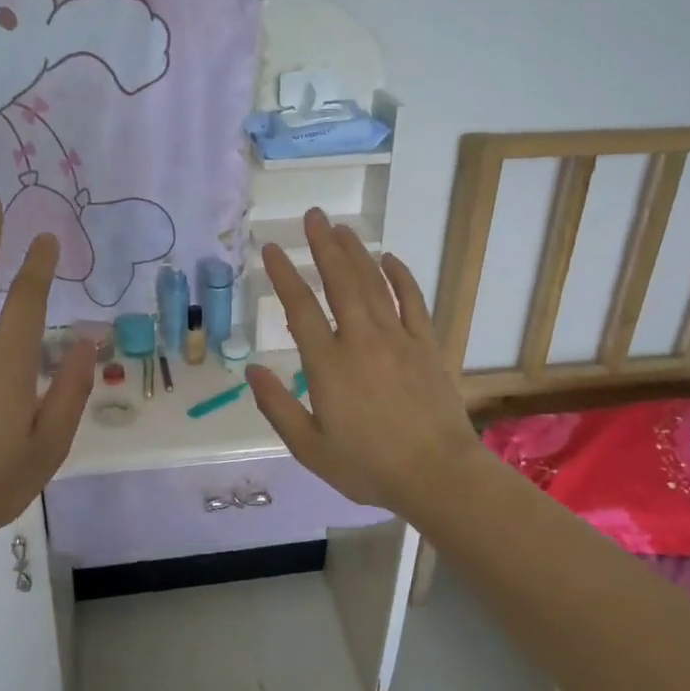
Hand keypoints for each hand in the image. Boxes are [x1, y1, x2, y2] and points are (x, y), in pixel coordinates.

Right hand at [246, 209, 488, 520]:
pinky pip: (412, 300)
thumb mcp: (310, 448)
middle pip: (340, 281)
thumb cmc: (369, 467)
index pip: (300, 309)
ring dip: (356, 252)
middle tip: (313, 215)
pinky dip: (400, 276)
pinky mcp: (426, 345)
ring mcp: (398, 338)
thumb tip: (251, 372)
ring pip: (373, 284)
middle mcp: (362, 340)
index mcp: (329, 365)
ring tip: (341, 228)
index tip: (270, 249)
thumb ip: (277, 407)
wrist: (438, 474)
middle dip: (323, 245)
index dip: (284, 275)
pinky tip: (389, 259)